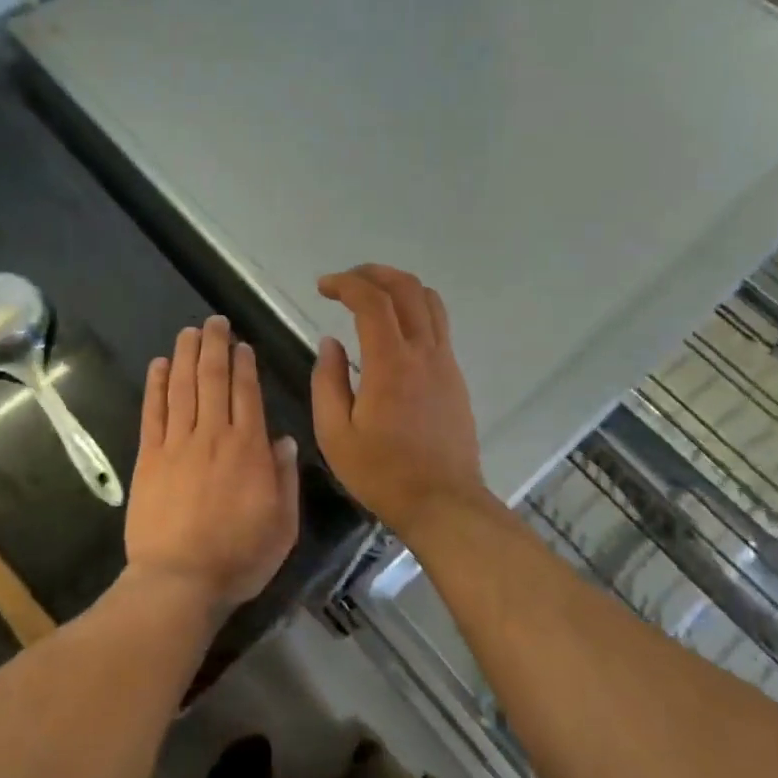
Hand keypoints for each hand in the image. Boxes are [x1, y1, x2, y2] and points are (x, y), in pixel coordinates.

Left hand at [123, 316, 299, 610]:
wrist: (178, 582)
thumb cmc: (238, 558)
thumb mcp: (283, 525)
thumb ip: (285, 478)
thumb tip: (283, 439)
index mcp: (249, 449)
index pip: (246, 393)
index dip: (244, 364)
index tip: (242, 344)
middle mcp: (213, 435)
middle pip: (212, 379)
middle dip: (215, 345)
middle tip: (215, 321)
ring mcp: (177, 444)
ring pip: (183, 387)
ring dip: (186, 354)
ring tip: (189, 330)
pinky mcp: (149, 457)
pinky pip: (153, 412)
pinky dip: (156, 385)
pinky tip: (159, 364)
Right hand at [311, 264, 486, 524]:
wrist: (443, 503)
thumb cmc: (382, 473)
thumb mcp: (335, 434)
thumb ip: (327, 382)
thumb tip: (330, 342)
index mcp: (390, 363)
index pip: (372, 300)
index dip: (346, 283)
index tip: (323, 287)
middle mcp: (424, 352)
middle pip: (406, 288)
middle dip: (373, 274)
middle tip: (346, 282)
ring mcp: (445, 362)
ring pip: (429, 301)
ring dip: (399, 286)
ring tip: (371, 296)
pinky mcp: (455, 376)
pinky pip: (438, 325)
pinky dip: (414, 310)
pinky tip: (393, 330)